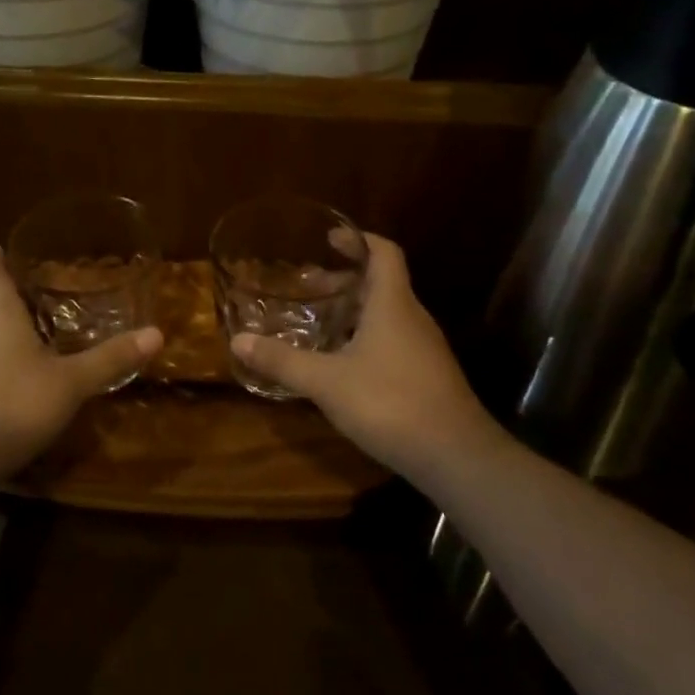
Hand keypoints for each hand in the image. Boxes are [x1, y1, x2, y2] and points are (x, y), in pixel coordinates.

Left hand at [0, 247, 161, 489]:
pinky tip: (26, 374)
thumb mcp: (69, 383)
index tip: (13, 248)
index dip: (1, 257)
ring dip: (10, 328)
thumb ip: (110, 359)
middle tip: (51, 289)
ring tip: (45, 329)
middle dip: (16, 293)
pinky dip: (3, 358)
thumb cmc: (9, 404)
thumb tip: (157, 333)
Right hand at [230, 234, 498, 484]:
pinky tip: (342, 363)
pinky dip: (366, 336)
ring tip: (319, 322)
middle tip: (307, 287)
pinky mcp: (427, 375)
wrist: (456, 456)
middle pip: (381, 283)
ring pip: (387, 314)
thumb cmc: (390, 403)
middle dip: (344, 280)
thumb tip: (238, 340)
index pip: (384, 252)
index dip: (358, 239)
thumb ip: (283, 361)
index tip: (330, 238)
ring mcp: (424, 348)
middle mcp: (412, 317)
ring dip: (354, 310)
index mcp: (392, 304)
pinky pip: (393, 340)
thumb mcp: (327, 382)